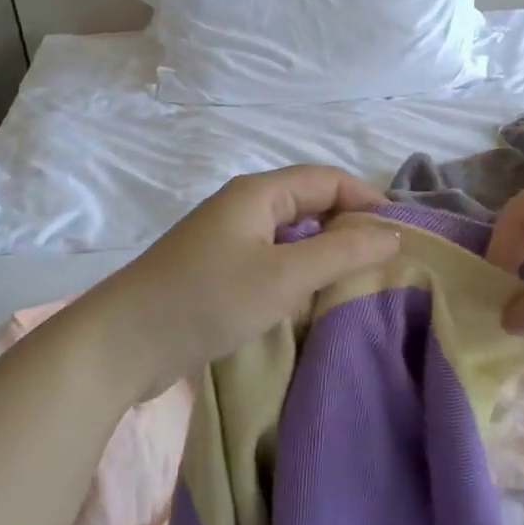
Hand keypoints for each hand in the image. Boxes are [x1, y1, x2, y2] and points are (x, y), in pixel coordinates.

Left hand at [66, 166, 400, 400]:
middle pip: (311, 203)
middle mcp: (244, 207)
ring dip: (325, 252)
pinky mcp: (218, 272)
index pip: (328, 179)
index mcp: (259, 193)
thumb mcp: (284, 276)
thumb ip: (342, 251)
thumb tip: (393, 233)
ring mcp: (228, 240)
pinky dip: (299, 272)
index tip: (401, 233)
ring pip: (292, 235)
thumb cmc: (207, 299)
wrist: (121, 345)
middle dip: (349, 225)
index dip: (367, 198)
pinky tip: (311, 299)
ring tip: (358, 281)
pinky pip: (273, 259)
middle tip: (385, 261)